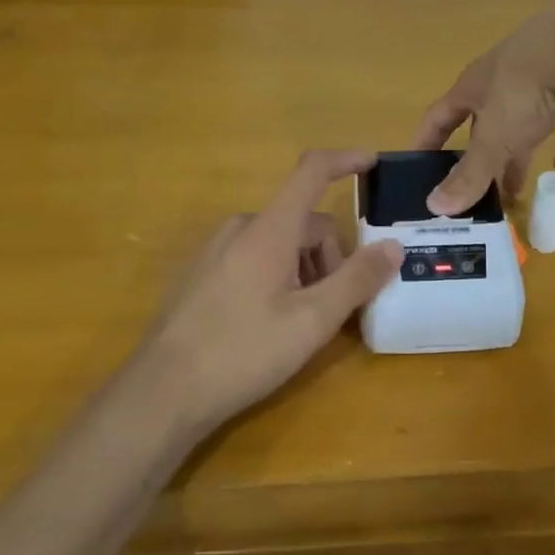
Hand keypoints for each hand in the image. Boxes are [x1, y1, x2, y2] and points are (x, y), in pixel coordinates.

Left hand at [134, 149, 403, 434]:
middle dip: (330, 255)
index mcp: (268, 229)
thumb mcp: (312, 321)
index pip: (312, 172)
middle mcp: (240, 228)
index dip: (345, 160)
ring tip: (301, 322)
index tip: (372, 163)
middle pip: (303, 222)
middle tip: (335, 306)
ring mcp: (215, 250)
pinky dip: (276, 276)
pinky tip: (267, 324)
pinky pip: (252, 258)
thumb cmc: (242, 352)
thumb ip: (356, 279)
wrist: (161, 394)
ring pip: (279, 242)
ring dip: (304, 269)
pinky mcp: (200, 274)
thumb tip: (393, 246)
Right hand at [412, 8, 554, 215]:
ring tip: (515, 188)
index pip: (440, 116)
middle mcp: (504, 80)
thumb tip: (435, 207)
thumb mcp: (493, 139)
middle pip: (484, 123)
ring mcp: (543, 81)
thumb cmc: (523, 91)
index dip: (427, 140)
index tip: (417, 167)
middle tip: (476, 191)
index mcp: (474, 86)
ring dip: (518, 154)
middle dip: (480, 157)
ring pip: (525, 122)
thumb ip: (469, 174)